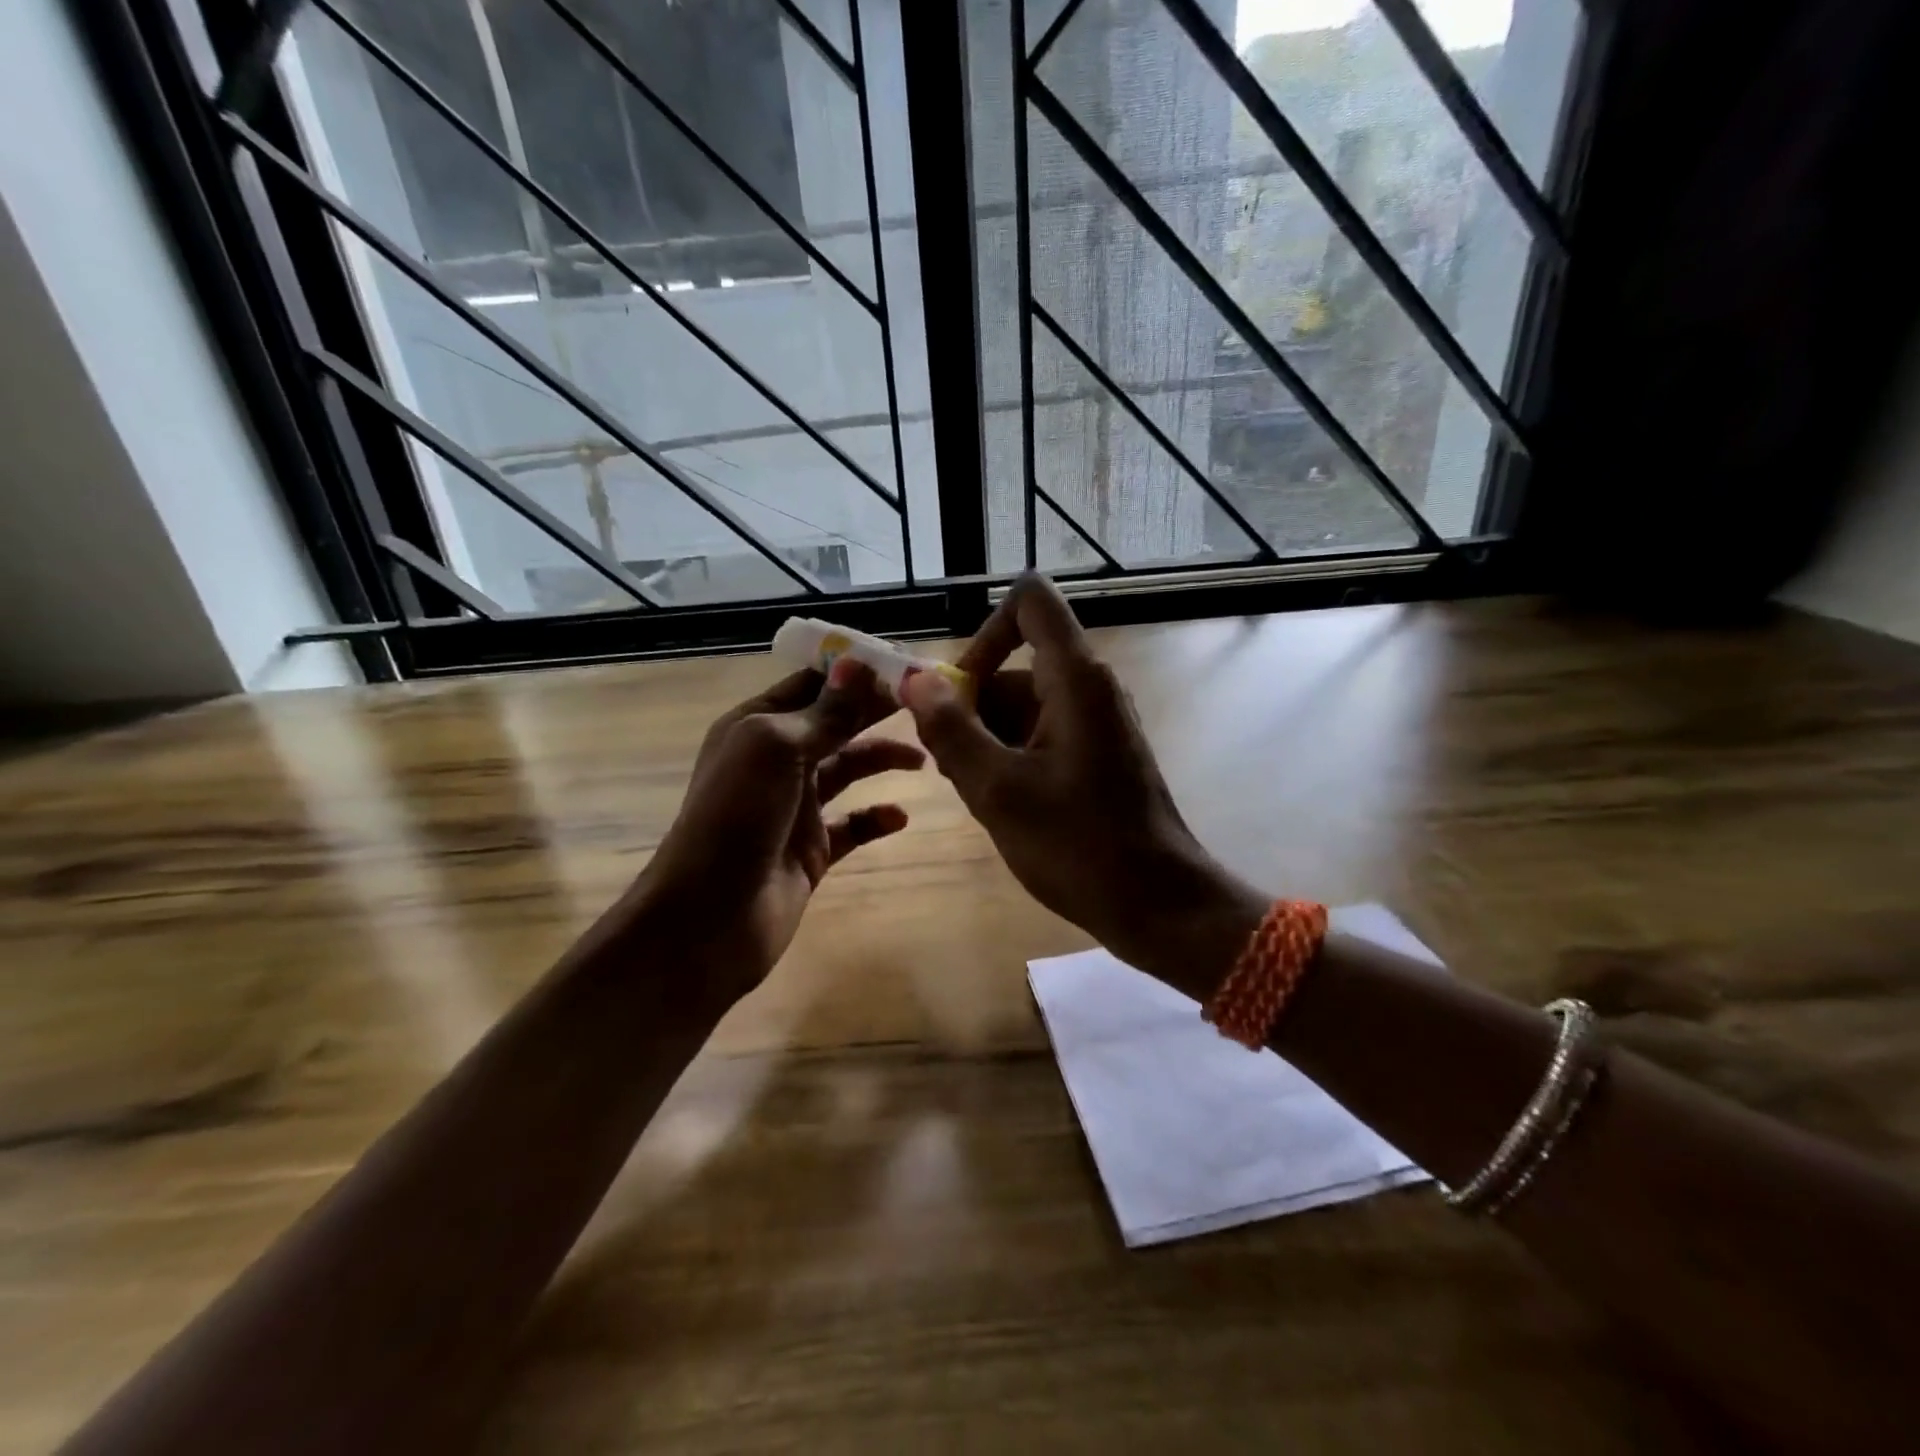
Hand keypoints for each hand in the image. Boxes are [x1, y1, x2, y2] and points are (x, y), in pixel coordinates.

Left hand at [631, 661, 923, 1005]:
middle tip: (927, 704)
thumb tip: (857, 662)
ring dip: (881, 759)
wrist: (709, 919)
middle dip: (875, 711)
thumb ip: (822, 712)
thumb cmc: (736, 818)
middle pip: (835, 723)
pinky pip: (852, 826)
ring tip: (923, 760)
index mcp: (757, 727)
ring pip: (847, 770)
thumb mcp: (775, 749)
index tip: (903, 665)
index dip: (853, 672)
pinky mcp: (811, 850)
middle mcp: (776, 761)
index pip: (811, 685)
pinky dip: (875, 818)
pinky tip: (899, 817)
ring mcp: (795, 807)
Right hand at [900, 575, 1263, 997]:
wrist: (1158, 904)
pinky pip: (1040, 732)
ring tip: (973, 792)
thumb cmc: (1079, 846)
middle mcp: (1089, 687)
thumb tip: (913, 679)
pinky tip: (998, 801)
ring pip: (1022, 704)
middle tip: (949, 765)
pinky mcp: (1096, 752)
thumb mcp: (998, 790)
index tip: (960, 690)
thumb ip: (951, 730)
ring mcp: (1095, 722)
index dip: (986, 630)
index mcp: (1075, 678)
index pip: (1030, 601)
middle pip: (1015, 665)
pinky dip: (1010, 755)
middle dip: (971, 707)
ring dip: (985, 738)